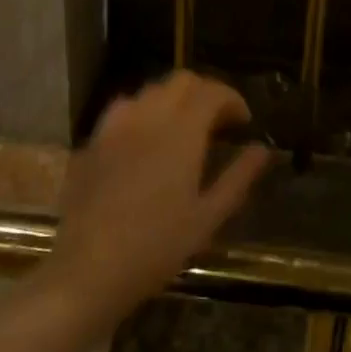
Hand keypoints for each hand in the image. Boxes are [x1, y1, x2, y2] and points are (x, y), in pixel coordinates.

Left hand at [44, 71, 270, 328]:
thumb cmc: (156, 248)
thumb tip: (262, 150)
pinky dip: (143, 113)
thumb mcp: (207, 218)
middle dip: (205, 92)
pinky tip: (144, 142)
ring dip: (173, 100)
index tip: (243, 122)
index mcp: (181, 131)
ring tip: (183, 129)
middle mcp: (148, 116)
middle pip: (181, 81)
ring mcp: (115, 126)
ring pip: (150, 91)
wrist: (87, 270)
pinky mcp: (92, 141)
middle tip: (217, 122)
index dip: (232, 99)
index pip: (212, 92)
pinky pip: (123, 110)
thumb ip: (238, 178)